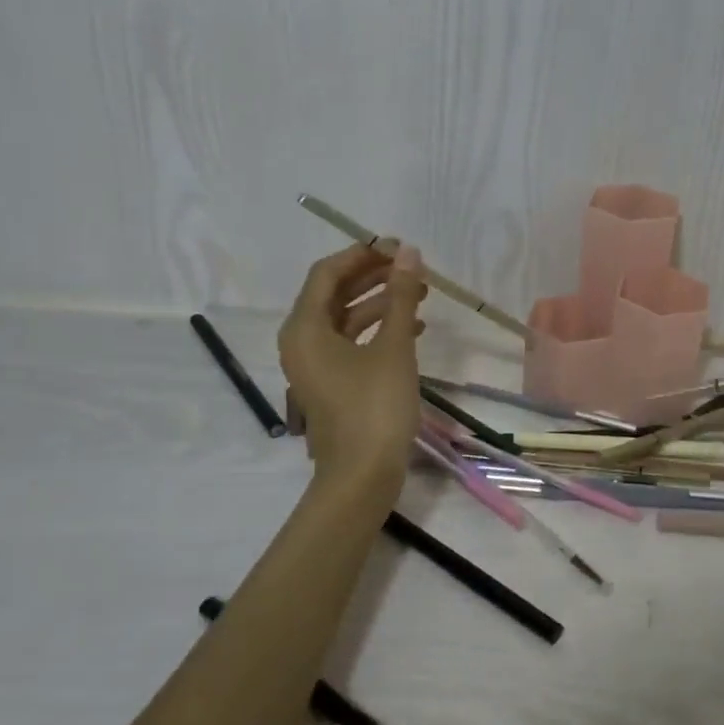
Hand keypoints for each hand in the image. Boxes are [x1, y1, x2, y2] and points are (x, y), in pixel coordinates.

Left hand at [278, 243, 428, 502]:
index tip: (400, 248)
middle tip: (413, 267)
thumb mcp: (394, 348)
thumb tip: (409, 254)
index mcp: (305, 328)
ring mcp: (315, 364)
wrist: (362, 477)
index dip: (363, 254)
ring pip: (346, 319)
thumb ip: (401, 297)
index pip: (328, 273)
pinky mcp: (332, 383)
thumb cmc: (374, 408)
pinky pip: (352, 342)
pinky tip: (413, 328)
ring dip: (381, 302)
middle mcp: (302, 341)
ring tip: (421, 294)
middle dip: (375, 276)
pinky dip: (379, 330)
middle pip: (335, 294)